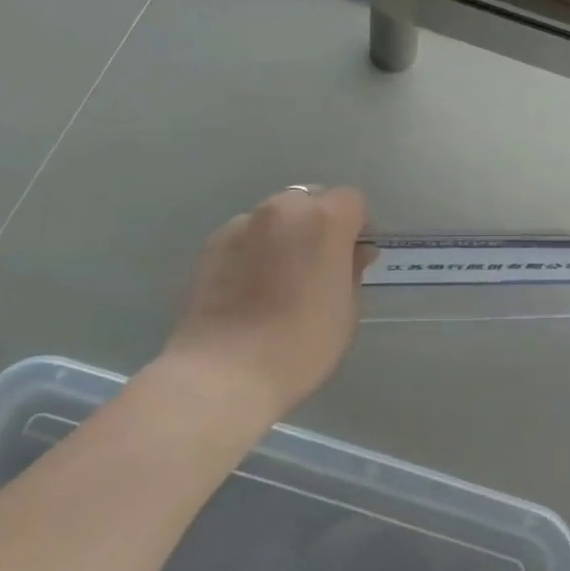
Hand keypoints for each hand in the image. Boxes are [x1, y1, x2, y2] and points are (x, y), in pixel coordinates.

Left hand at [160, 186, 373, 416]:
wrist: (224, 371)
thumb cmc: (300, 344)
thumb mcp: (346, 312)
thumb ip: (353, 270)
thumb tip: (356, 251)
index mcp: (324, 221)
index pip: (351, 200)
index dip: (356, 225)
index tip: (353, 256)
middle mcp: (284, 210)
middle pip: (310, 199)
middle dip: (319, 222)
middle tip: (318, 264)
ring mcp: (243, 223)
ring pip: (275, 215)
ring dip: (285, 233)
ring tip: (279, 276)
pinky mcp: (213, 243)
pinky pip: (245, 234)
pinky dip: (254, 248)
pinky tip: (250, 286)